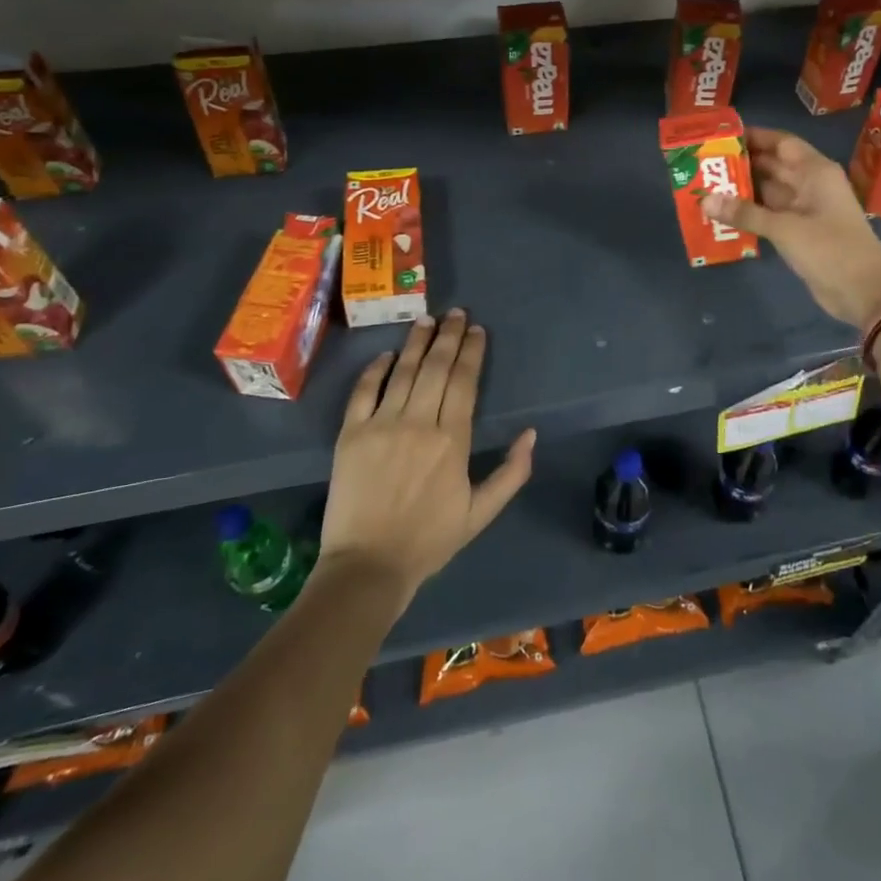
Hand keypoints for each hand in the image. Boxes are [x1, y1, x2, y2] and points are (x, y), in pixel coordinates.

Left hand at [318, 310, 534, 607]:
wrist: (367, 567)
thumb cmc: (429, 540)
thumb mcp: (481, 514)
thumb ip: (511, 473)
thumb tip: (530, 434)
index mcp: (453, 440)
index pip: (464, 382)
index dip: (472, 352)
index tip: (477, 331)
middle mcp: (419, 423)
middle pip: (436, 368)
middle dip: (448, 336)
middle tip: (456, 313)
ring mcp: (381, 425)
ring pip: (403, 372)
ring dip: (416, 342)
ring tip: (426, 319)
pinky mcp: (350, 434)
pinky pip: (363, 391)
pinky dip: (375, 369)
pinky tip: (386, 354)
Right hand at [702, 127, 880, 328]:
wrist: (865, 292)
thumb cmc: (831, 249)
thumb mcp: (785, 228)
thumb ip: (745, 213)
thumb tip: (704, 199)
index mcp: (815, 171)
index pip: (781, 142)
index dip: (753, 137)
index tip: (721, 136)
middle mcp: (810, 184)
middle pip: (772, 165)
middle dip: (741, 164)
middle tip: (704, 163)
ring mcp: (805, 209)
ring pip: (768, 191)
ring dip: (742, 190)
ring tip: (706, 185)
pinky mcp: (799, 232)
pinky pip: (769, 214)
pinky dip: (749, 213)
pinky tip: (722, 213)